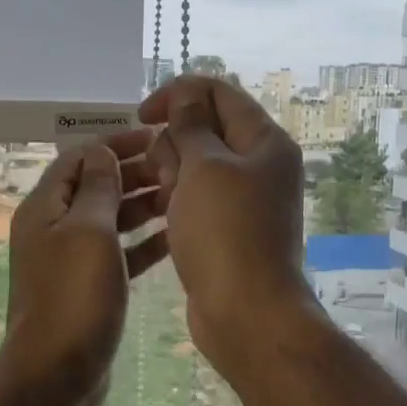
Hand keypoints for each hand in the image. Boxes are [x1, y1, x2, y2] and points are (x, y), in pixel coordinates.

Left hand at [0, 129, 169, 405]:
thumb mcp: (89, 231)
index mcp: (46, 207)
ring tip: (183, 197)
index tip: (158, 137)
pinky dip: (143, 242)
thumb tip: (101, 150)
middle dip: (135, 173)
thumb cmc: (74, 296)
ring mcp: (71, 258)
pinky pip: (118, 252)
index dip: (117, 143)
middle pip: (96, 186)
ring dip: (143, 206)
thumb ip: (98, 187)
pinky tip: (175, 237)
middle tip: (178, 168)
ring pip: (111, 219)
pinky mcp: (88, 286)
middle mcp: (54, 227)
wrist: (57, 373)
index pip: (80, 157)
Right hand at [138, 77, 312, 377]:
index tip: (142, 115)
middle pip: (205, 128)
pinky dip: (176, 199)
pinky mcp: (227, 227)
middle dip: (173, 142)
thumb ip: (191, 125)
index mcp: (264, 141)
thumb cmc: (225, 232)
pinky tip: (160, 215)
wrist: (246, 313)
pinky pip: (195, 197)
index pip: (219, 92)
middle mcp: (259, 164)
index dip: (178, 94)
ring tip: (164, 201)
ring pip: (195, 165)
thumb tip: (186, 94)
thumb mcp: (204, 167)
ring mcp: (244, 198)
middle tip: (165, 175)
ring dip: (170, 173)